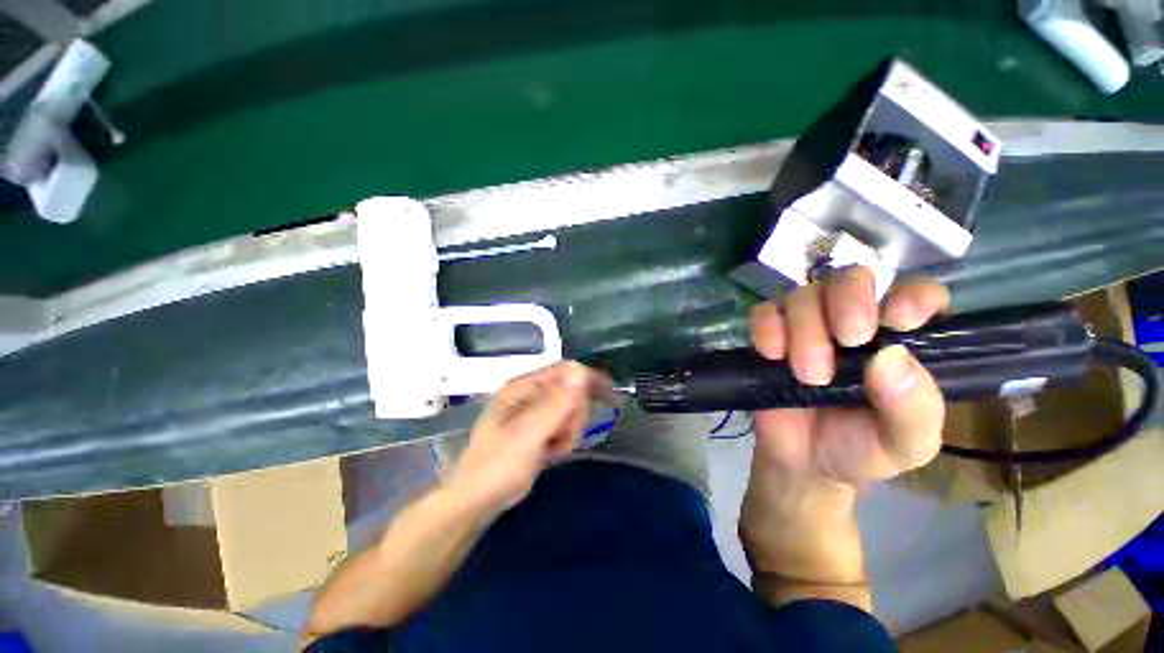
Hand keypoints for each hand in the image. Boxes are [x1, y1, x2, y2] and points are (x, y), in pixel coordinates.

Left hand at [449, 361, 611, 513]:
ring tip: (553, 449)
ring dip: (569, 431)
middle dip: (574, 415)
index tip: (611, 397)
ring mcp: (534, 411)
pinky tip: (551, 452)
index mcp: (523, 386)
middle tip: (563, 437)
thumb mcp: (528, 435)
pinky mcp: (539, 427)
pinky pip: (564, 425)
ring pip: (571, 410)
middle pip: (572, 391)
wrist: (476, 501)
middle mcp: (530, 393)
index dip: (589, 379)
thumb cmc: (497, 466)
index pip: (565, 370)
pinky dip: (564, 439)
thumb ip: (556, 404)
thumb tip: (581, 372)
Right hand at [748, 268, 948, 486]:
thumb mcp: (906, 444)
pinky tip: (771, 355)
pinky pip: (763, 312)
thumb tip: (892, 356)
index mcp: (900, 340)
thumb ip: (914, 408)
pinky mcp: (770, 334)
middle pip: (850, 278)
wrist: (802, 462)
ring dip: (804, 330)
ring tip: (807, 376)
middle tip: (847, 341)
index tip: (897, 320)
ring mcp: (807, 325)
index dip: (909, 294)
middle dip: (848, 302)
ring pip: (803, 295)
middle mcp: (854, 322)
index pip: (916, 292)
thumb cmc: (860, 449)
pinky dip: (766, 328)